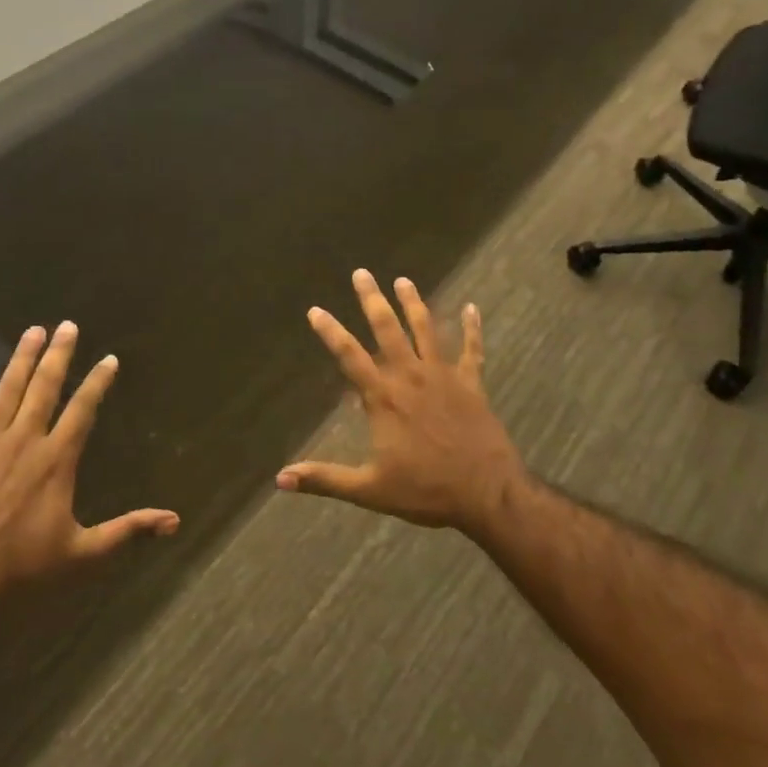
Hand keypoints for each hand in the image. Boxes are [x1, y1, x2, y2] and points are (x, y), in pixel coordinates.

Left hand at [0, 324, 178, 620]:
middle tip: (67, 325)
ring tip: (33, 330)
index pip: (83, 409)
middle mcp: (25, 439)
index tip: (108, 358)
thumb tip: (174, 521)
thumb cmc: (20, 569)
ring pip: (7, 390)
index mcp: (57, 459)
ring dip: (21, 359)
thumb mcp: (83, 553)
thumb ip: (127, 530)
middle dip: (59, 354)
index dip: (98, 382)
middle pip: (46, 387)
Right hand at [276, 271, 526, 534]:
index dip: (330, 332)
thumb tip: (280, 479)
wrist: (487, 492)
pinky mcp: (471, 384)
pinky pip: (472, 350)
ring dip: (414, 303)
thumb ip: (325, 478)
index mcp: (384, 398)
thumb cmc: (426, 491)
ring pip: (426, 330)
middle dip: (372, 299)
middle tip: (362, 273)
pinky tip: (473, 308)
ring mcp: (443, 376)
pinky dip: (472, 328)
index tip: (315, 310)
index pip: (349, 356)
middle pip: (387, 329)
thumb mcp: (369, 490)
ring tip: (404, 280)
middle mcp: (410, 377)